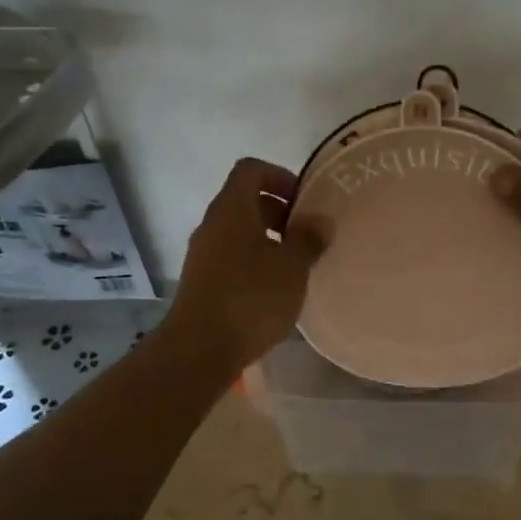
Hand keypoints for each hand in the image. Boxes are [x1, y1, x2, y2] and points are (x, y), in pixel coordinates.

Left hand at [164, 158, 325, 371]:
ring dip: (269, 239)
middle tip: (308, 234)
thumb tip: (320, 220)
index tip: (305, 201)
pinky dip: (255, 261)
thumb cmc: (251, 299)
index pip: (251, 170)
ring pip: (239, 231)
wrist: (200, 349)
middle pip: (245, 200)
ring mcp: (203, 254)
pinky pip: (232, 257)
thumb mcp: (291, 267)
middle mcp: (212, 224)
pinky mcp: (202, 281)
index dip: (280, 176)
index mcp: (231, 209)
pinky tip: (276, 289)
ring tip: (297, 264)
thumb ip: (308, 239)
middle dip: (280, 211)